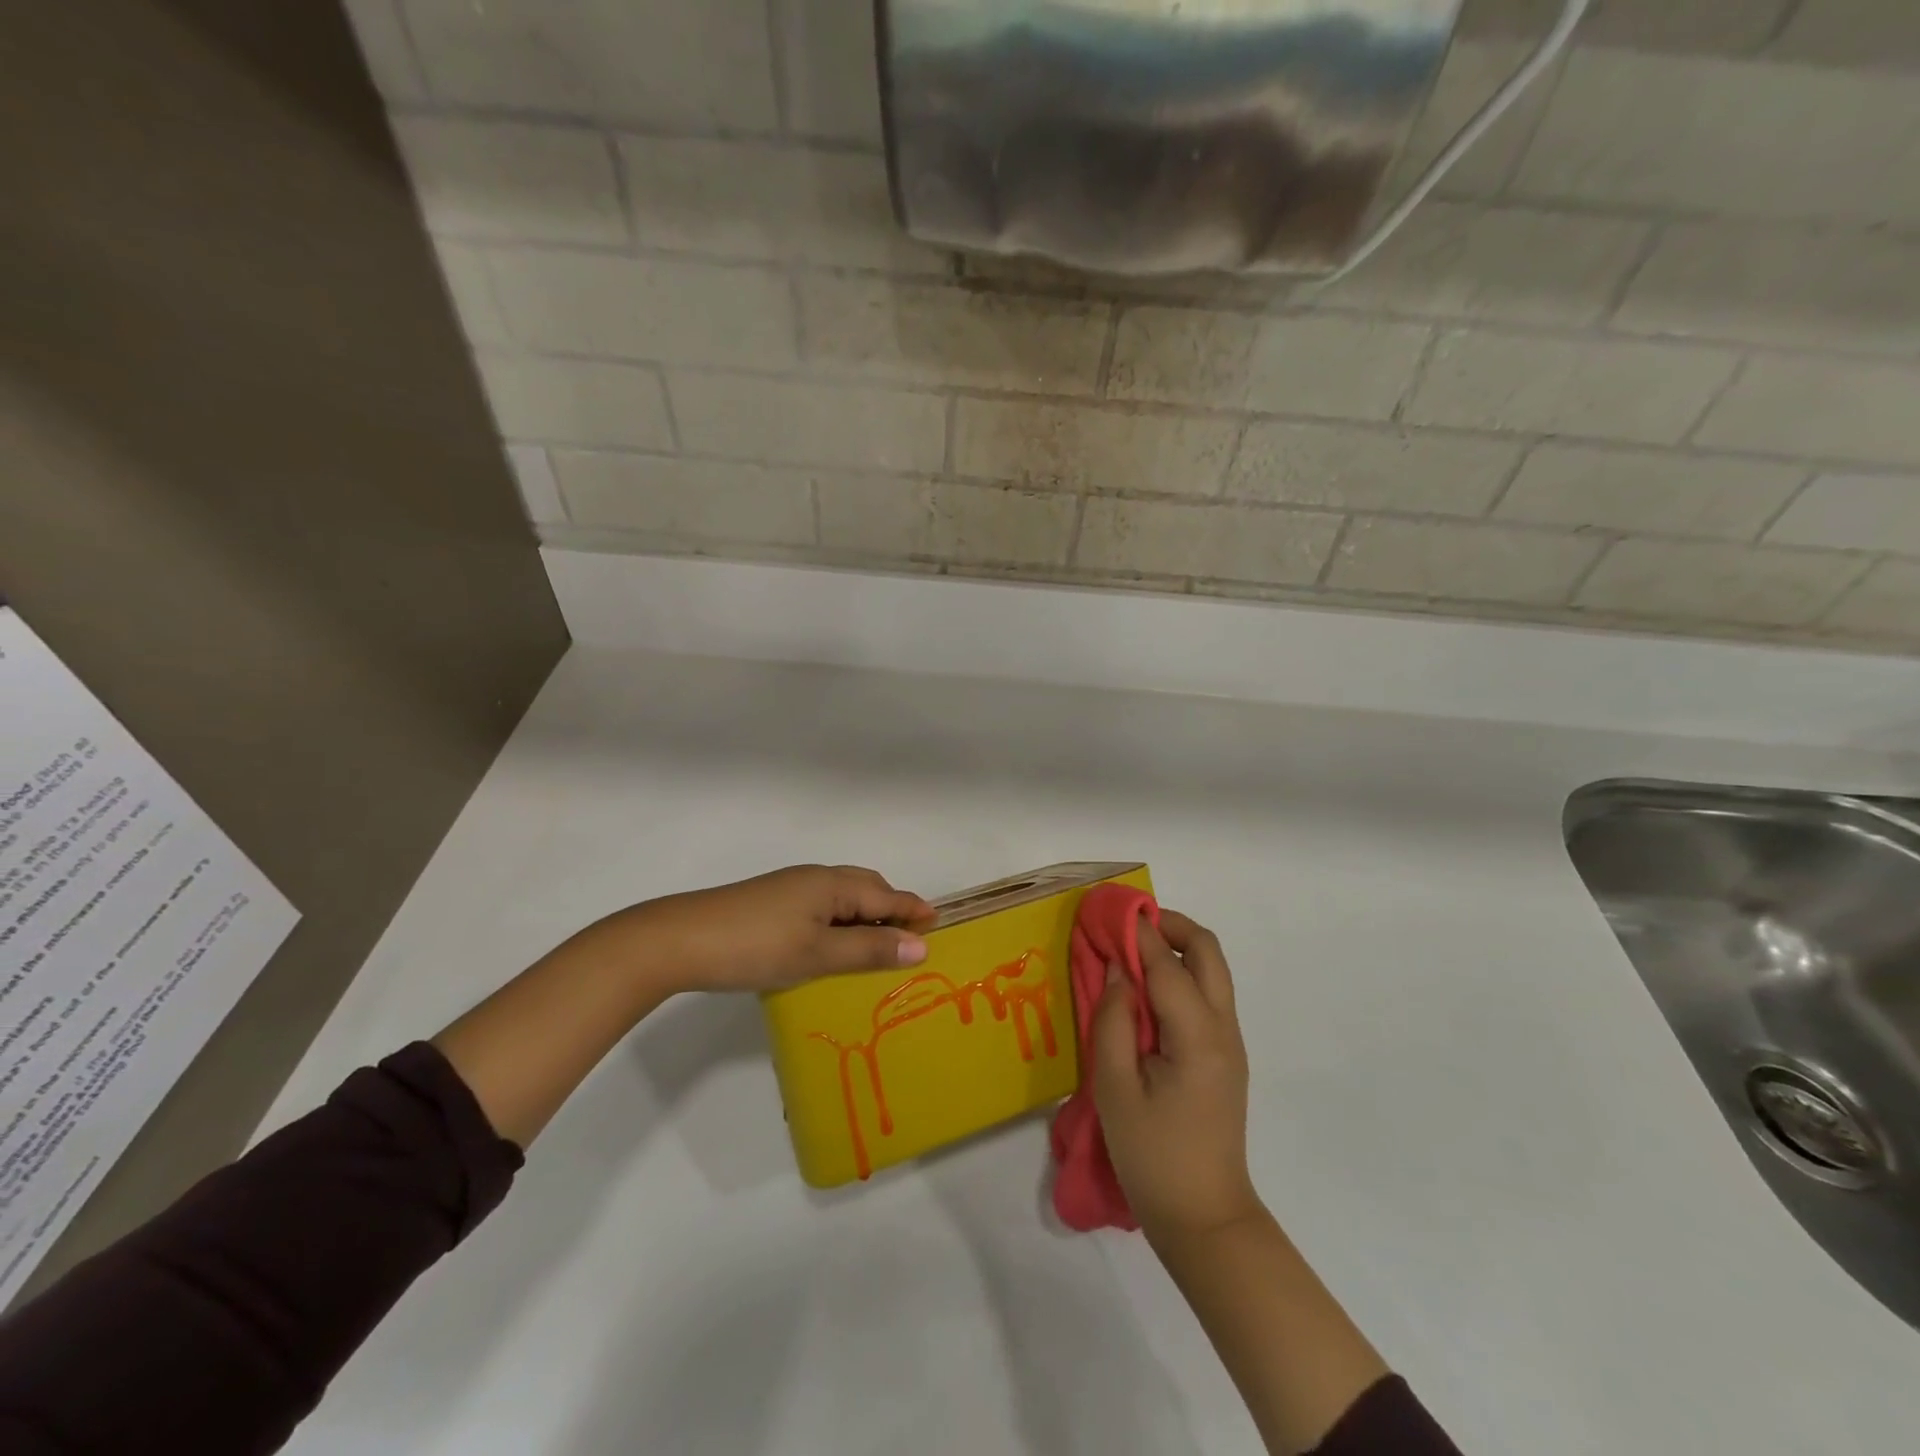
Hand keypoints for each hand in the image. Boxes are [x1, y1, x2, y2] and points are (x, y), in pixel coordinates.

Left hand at [602, 864, 936, 993]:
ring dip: (865, 917)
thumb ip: (869, 951)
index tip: (937, 925)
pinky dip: (839, 923)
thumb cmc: (756, 946)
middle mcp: (814, 879)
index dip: (912, 910)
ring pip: (841, 899)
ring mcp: (789, 890)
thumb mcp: (818, 954)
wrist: (679, 940)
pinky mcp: (770, 904)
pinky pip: (820, 908)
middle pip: (865, 889)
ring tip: (877, 946)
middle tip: (910, 937)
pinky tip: (831, 946)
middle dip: (891, 908)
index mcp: (832, 885)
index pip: (885, 896)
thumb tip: (921, 947)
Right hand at [1091, 911, 1263, 1244]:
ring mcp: (1229, 1043)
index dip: (1136, 932)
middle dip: (1170, 926)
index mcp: (1197, 1036)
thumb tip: (1117, 971)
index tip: (1107, 910)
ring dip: (1176, 948)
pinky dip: (1180, 974)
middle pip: (1207, 952)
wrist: (1204, 1218)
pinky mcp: (1225, 1056)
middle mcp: (1223, 1029)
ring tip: (1132, 950)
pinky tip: (1147, 989)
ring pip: (1212, 971)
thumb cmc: (1153, 1156)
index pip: (1166, 965)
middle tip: (1127, 925)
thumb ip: (1114, 1021)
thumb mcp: (1116, 1089)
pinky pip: (1206, 996)